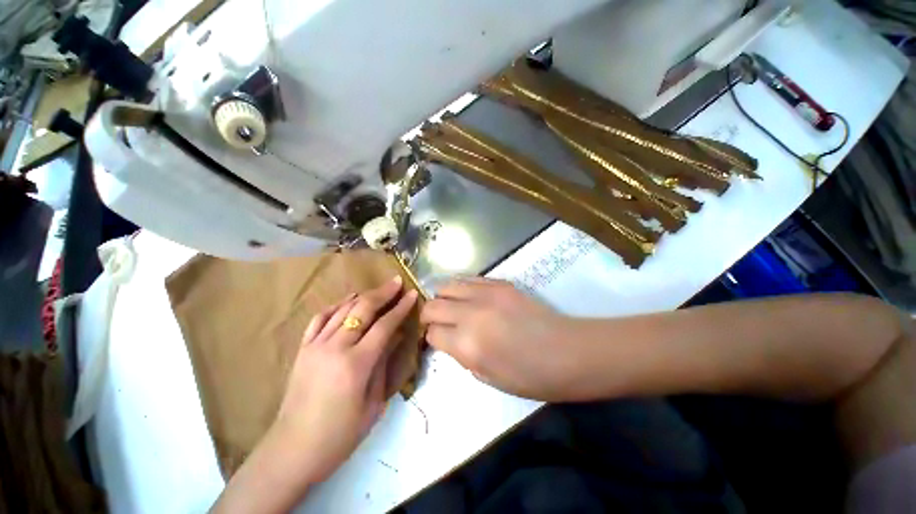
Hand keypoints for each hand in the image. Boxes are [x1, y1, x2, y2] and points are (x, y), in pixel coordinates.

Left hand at [273, 276, 417, 481]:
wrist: (292, 450)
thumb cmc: (340, 435)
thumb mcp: (373, 404)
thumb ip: (383, 365)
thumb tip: (394, 338)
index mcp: (356, 364)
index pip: (384, 326)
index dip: (400, 308)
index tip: (412, 294)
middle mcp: (335, 348)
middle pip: (363, 309)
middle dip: (383, 293)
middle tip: (396, 281)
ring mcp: (315, 346)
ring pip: (343, 309)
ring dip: (363, 296)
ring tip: (378, 289)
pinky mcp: (303, 349)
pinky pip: (320, 319)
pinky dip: (336, 306)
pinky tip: (347, 301)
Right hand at [421, 277, 580, 400]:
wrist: (566, 352)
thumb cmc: (529, 376)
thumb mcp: (487, 377)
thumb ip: (460, 355)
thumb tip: (449, 338)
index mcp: (467, 345)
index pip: (432, 333)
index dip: (430, 338)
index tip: (436, 340)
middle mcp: (471, 314)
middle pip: (433, 305)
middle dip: (429, 315)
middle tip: (436, 323)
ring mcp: (486, 294)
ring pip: (447, 285)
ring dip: (443, 297)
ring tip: (451, 307)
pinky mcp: (500, 283)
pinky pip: (469, 279)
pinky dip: (461, 288)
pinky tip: (468, 297)